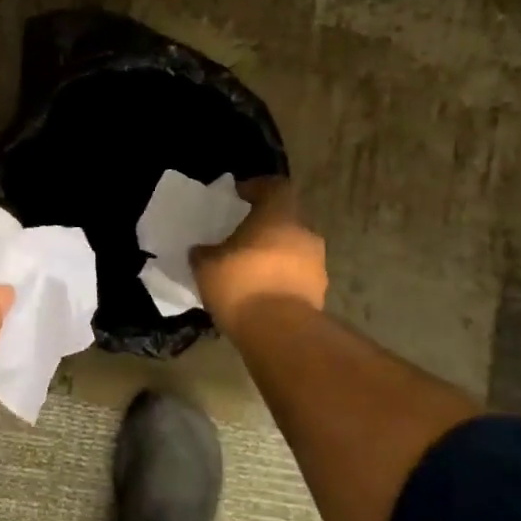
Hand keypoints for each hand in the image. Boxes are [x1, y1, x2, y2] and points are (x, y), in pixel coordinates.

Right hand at [190, 178, 327, 331]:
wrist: (280, 333)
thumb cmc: (241, 285)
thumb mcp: (206, 266)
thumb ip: (203, 252)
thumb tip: (201, 250)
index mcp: (279, 216)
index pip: (276, 187)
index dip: (257, 187)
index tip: (239, 196)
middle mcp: (304, 234)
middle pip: (286, 219)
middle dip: (265, 225)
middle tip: (240, 236)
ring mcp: (317, 265)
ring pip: (293, 249)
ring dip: (274, 254)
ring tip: (248, 268)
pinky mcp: (319, 293)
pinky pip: (296, 275)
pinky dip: (280, 278)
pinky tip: (259, 292)